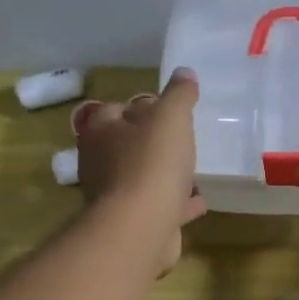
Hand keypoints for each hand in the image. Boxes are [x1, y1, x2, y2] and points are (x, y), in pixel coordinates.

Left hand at [74, 68, 207, 274]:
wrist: (142, 226)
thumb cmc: (152, 163)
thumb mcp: (171, 118)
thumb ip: (179, 95)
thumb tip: (185, 72)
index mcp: (101, 131)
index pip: (117, 109)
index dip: (143, 107)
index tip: (169, 110)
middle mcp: (101, 162)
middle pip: (128, 145)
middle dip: (153, 143)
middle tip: (182, 139)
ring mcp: (115, 196)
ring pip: (143, 178)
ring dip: (165, 175)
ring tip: (193, 170)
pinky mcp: (133, 223)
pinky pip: (159, 207)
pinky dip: (176, 203)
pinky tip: (198, 200)